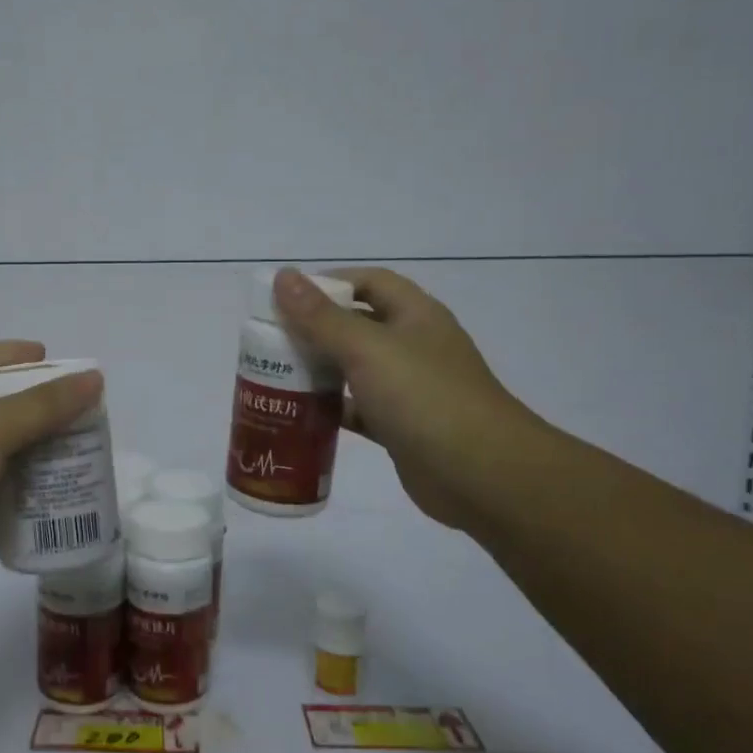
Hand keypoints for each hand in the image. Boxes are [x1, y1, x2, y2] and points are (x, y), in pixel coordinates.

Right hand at [271, 267, 535, 528]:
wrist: (481, 475)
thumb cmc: (424, 398)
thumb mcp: (367, 349)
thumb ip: (321, 317)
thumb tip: (283, 277)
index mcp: (415, 315)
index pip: (368, 282)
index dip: (328, 283)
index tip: (285, 299)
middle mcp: (414, 346)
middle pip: (357, 325)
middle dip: (315, 329)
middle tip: (270, 340)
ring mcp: (410, 388)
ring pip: (355, 369)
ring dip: (320, 370)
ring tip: (274, 375)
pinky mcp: (401, 427)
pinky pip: (359, 409)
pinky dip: (332, 409)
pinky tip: (300, 414)